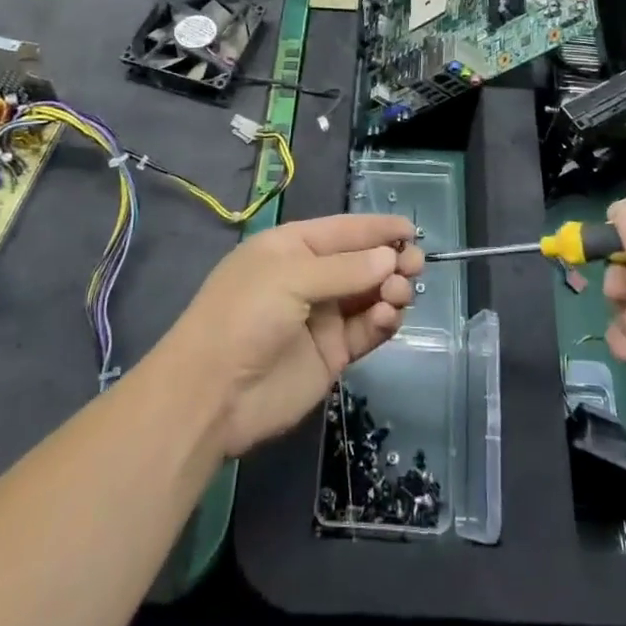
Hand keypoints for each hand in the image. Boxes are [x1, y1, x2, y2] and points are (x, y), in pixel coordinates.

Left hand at [159, 214, 423, 457]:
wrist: (211, 396)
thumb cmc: (244, 316)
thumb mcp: (290, 278)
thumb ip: (345, 269)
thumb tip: (389, 259)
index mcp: (293, 247)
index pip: (344, 230)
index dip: (377, 229)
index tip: (411, 230)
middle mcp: (310, 278)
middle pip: (362, 262)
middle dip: (390, 260)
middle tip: (414, 266)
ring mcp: (321, 317)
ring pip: (369, 295)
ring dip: (390, 290)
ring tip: (399, 294)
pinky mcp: (331, 354)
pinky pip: (366, 330)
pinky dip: (382, 321)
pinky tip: (386, 317)